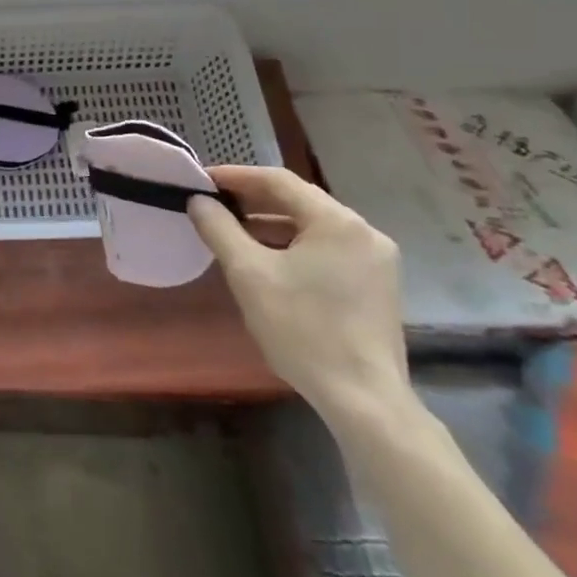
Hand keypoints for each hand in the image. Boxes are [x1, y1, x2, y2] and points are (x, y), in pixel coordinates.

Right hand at [187, 166, 409, 427]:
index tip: (202, 181)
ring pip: (313, 228)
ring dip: (272, 225)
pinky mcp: (377, 286)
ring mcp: (376, 261)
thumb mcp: (249, 274)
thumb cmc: (303, 329)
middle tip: (214, 204)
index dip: (236, 176)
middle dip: (253, 201)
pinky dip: (294, 247)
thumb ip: (220, 229)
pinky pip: (328, 250)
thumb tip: (199, 201)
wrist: (364, 400)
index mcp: (338, 222)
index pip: (278, 180)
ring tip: (234, 232)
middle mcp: (364, 232)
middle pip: (299, 201)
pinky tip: (269, 262)